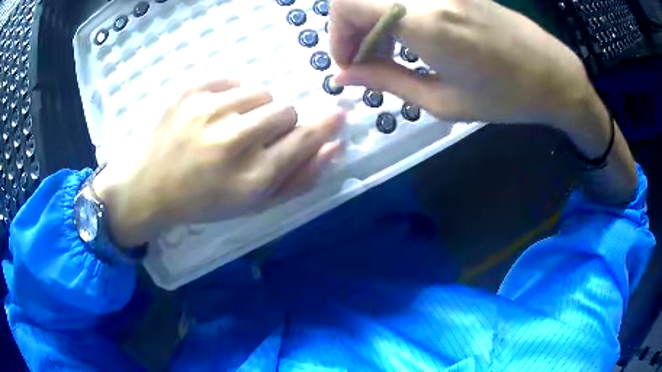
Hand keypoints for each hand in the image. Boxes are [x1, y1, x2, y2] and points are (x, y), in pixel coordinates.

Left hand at [93, 79, 344, 246]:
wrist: (147, 187)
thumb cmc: (202, 202)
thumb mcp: (253, 204)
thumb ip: (299, 178)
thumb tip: (334, 145)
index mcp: (251, 177)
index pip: (304, 137)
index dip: (324, 124)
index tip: (336, 114)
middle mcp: (232, 140)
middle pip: (286, 109)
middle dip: (279, 123)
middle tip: (255, 137)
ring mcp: (208, 109)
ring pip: (261, 91)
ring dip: (255, 108)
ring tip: (229, 126)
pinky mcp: (189, 89)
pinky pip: (233, 78)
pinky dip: (231, 94)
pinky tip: (213, 113)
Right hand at [332, 0, 637, 203]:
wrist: (552, 74)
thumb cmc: (506, 97)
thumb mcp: (444, 101)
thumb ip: (387, 81)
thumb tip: (343, 76)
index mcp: (426, 24)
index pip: (348, 6)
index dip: (337, 36)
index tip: (350, 65)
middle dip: (349, 28)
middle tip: (366, 60)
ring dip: (371, 20)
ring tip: (389, 52)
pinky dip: (393, 13)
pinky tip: (410, 38)